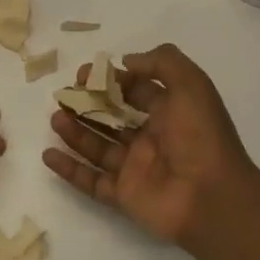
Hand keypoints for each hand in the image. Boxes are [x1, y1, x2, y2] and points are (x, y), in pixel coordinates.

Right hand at [43, 42, 259, 251]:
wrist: (211, 197)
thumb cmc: (201, 136)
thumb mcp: (191, 85)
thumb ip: (162, 62)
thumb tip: (126, 61)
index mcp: (168, 112)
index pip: (134, 90)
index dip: (109, 80)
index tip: (83, 75)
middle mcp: (151, 138)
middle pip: (111, 117)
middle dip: (86, 105)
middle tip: (63, 96)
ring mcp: (135, 168)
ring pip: (98, 146)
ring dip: (75, 132)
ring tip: (55, 118)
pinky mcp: (123, 195)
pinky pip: (91, 181)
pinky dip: (69, 169)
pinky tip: (48, 155)